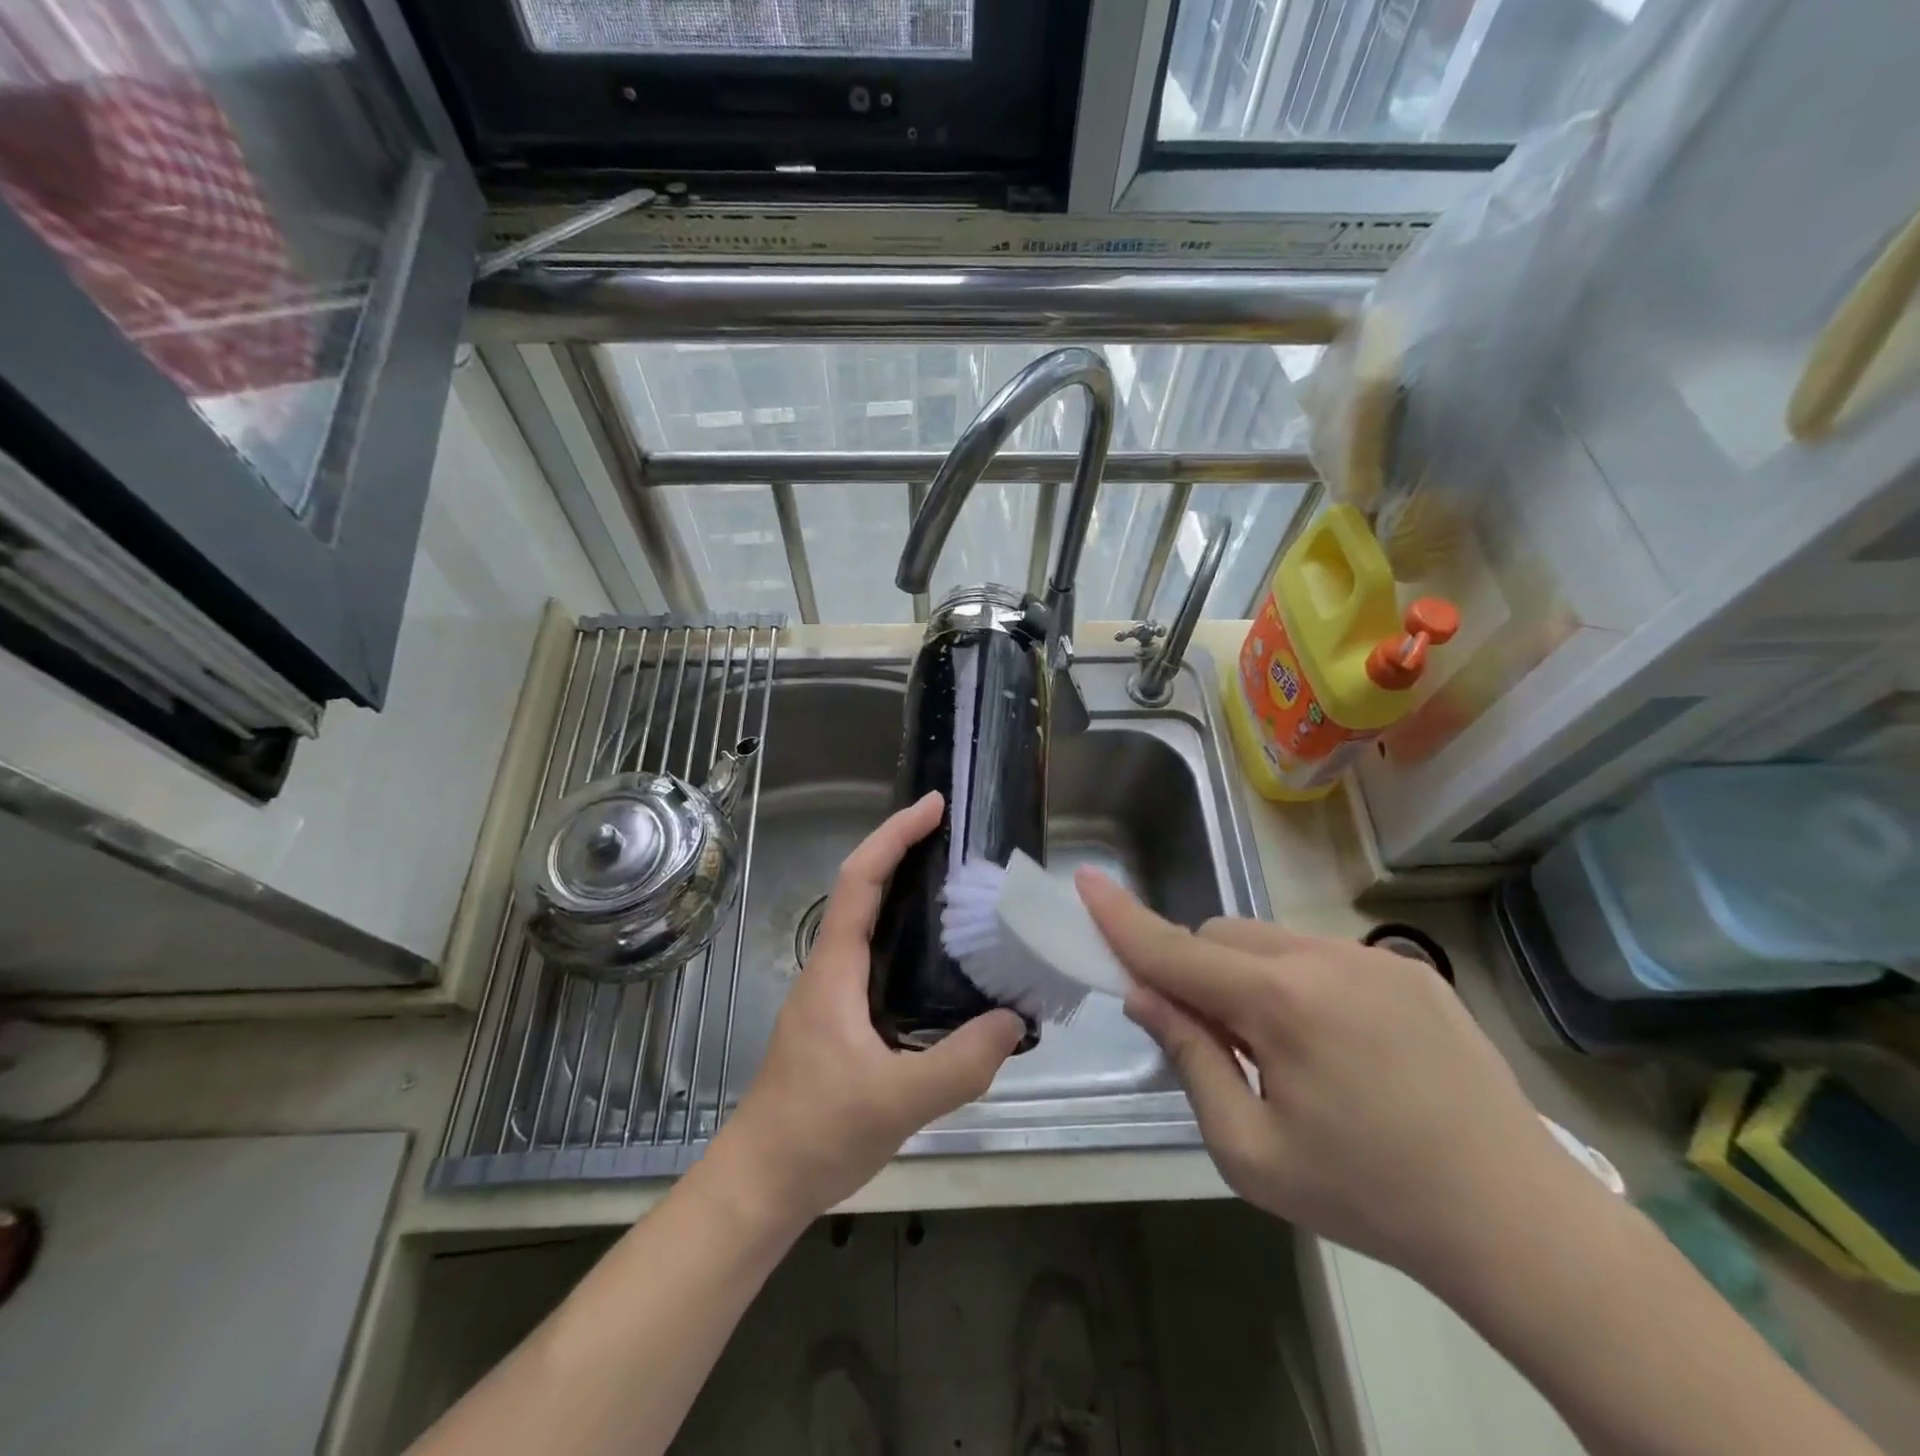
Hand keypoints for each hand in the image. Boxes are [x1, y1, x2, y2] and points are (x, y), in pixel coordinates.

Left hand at [708, 792, 1024, 1224]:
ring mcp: (834, 996)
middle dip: (904, 853)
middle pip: (864, 891)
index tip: (931, 807)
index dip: (894, 836)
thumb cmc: (814, 1134)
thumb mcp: (895, 1101)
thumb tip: (1013, 1019)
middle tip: (956, 839)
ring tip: (960, 890)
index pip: (860, 881)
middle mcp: (831, 969)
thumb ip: (959, 1064)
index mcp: (835, 969)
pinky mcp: (842, 1022)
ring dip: (906, 895)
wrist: (760, 1185)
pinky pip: (879, 960)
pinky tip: (945, 966)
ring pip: (871, 926)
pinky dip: (909, 941)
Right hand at [1078, 872, 1579, 1288]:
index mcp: (1280, 1002)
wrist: (1516, 1221)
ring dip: (1249, 978)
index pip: (1175, 949)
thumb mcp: (1251, 1151)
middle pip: (1219, 936)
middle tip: (1217, 1041)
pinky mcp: (1409, 966)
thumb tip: (1146, 995)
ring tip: (1290, 1053)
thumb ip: (1190, 1060)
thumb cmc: (1367, 1196)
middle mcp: (1322, 957)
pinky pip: (1320, 954)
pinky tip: (1341, 1047)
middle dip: (1196, 972)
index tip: (1084, 881)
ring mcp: (1372, 956)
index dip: (1122, 918)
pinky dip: (1298, 982)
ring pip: (1269, 940)